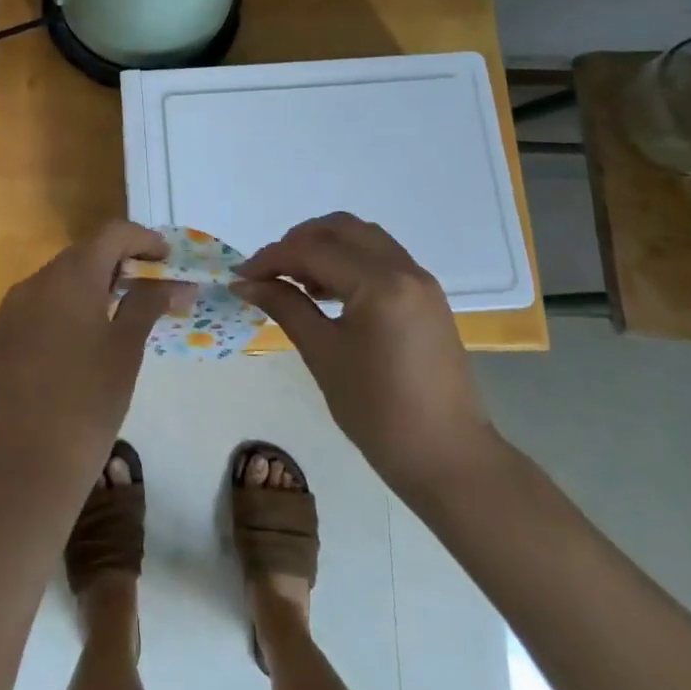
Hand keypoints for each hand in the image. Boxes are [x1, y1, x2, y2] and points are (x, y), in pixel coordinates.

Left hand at [0, 221, 190, 505]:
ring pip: (59, 278)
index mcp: (72, 276)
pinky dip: (64, 306)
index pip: (112, 234)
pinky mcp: (1, 334)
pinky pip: (39, 303)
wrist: (28, 464)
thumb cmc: (90, 401)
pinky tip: (79, 337)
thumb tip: (176, 282)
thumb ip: (150, 303)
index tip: (166, 259)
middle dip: (118, 262)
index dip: (143, 239)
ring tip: (116, 312)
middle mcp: (37, 280)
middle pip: (84, 253)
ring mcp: (13, 307)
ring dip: (90, 283)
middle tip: (147, 287)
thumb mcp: (127, 348)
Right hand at [235, 213, 501, 501]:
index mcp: (379, 283)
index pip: (314, 251)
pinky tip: (329, 291)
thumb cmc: (379, 413)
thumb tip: (246, 284)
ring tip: (297, 280)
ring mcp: (420, 280)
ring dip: (326, 246)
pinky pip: (381, 257)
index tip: (241, 277)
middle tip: (269, 271)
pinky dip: (350, 260)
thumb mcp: (323, 355)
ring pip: (363, 238)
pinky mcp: (426, 296)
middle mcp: (403, 268)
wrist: (449, 460)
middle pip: (341, 229)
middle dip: (299, 242)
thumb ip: (285, 307)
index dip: (271, 259)